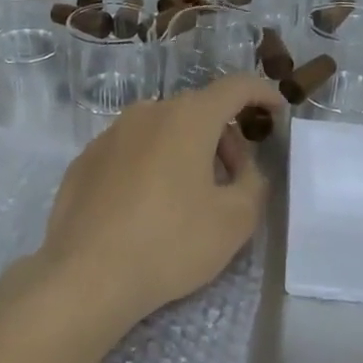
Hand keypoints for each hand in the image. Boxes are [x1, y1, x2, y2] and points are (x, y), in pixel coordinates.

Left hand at [34, 75, 283, 330]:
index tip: (277, 112)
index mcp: (188, 117)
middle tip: (234, 180)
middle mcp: (147, 112)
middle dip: (224, 137)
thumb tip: (243, 167)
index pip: (236, 87)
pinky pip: (131, 151)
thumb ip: (253, 182)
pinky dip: (150, 166)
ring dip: (186, 151)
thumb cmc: (170, 243)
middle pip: (198, 111)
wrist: (86, 276)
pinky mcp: (85, 160)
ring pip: (162, 130)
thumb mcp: (235, 220)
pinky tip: (146, 208)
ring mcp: (110, 134)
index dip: (262, 94)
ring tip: (190, 199)